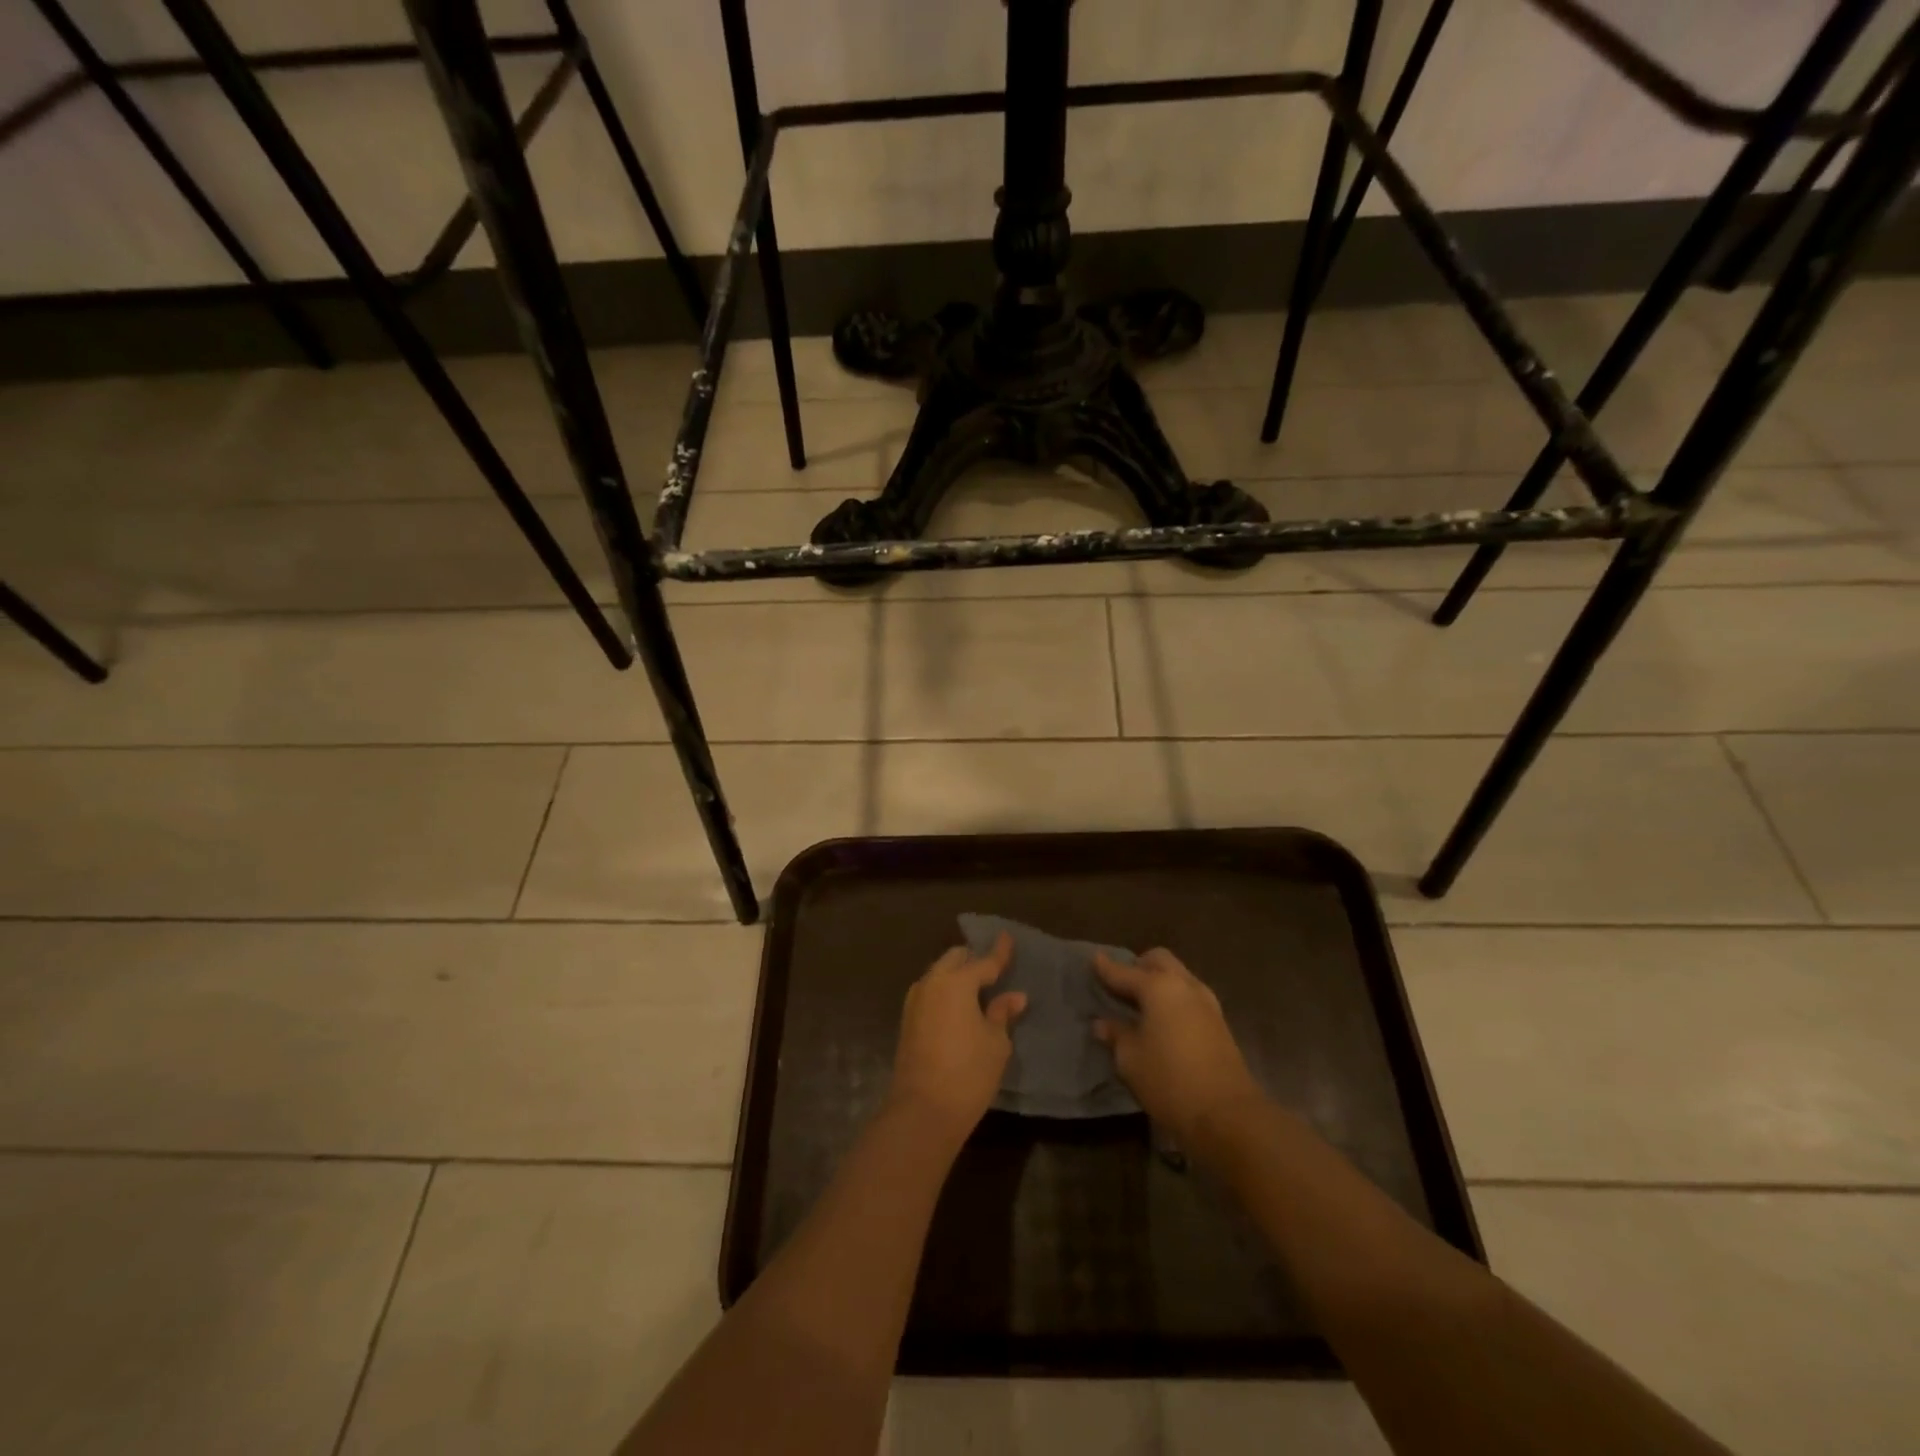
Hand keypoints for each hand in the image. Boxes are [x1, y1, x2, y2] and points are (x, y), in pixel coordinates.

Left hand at [887, 934, 1027, 1147]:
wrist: (922, 1111)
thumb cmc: (968, 1074)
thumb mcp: (996, 1043)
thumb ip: (1002, 1013)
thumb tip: (1014, 996)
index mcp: (956, 982)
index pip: (984, 962)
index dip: (999, 952)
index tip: (1007, 937)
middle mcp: (932, 983)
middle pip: (955, 959)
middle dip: (973, 960)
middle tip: (993, 970)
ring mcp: (915, 1001)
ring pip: (938, 974)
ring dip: (957, 975)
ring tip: (977, 988)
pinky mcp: (907, 1020)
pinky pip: (930, 992)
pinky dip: (945, 991)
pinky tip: (958, 1006)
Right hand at [1093, 948, 1265, 1153]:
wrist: (1228, 1114)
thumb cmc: (1169, 1081)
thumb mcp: (1131, 1060)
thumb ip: (1116, 1035)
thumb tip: (1102, 1024)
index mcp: (1159, 988)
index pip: (1124, 972)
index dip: (1106, 968)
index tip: (1095, 959)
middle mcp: (1184, 986)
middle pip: (1159, 960)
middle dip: (1138, 965)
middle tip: (1121, 983)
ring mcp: (1207, 1003)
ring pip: (1179, 975)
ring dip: (1159, 980)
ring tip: (1141, 1001)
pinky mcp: (1219, 1023)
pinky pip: (1190, 995)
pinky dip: (1173, 997)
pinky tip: (1163, 1018)